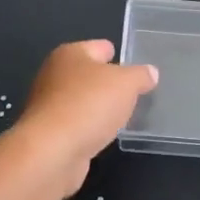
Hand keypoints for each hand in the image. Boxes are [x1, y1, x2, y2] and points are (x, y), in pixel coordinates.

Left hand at [17, 40, 157, 194]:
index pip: (99, 47)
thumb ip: (140, 75)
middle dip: (110, 83)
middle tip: (134, 94)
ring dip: (99, 108)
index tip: (136, 68)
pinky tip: (103, 135)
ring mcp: (49, 105)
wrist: (52, 152)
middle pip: (89, 74)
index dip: (119, 55)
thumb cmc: (89, 105)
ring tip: (123, 116)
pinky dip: (89, 128)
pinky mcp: (49, 133)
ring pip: (82, 100)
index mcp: (70, 54)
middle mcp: (54, 75)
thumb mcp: (126, 84)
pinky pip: (76, 124)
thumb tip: (150, 72)